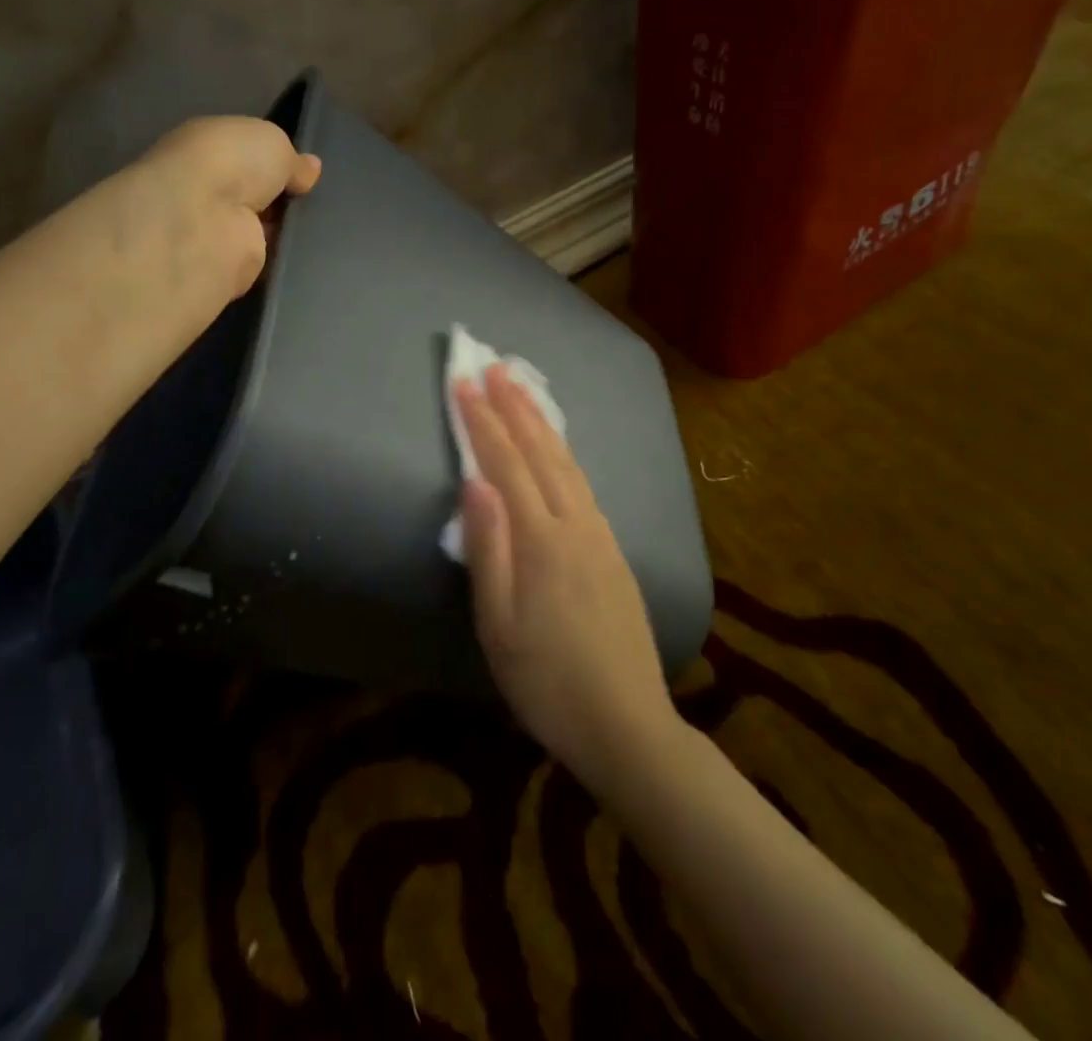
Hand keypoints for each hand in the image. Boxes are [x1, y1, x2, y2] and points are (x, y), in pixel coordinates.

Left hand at [135, 116, 321, 300]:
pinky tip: (310, 252)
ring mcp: (216, 230)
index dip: (275, 161)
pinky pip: (265, 258)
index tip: (306, 172)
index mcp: (206, 147)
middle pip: (255, 192)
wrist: (204, 223)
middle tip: (318, 199)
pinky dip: (284, 256)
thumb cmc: (231, 164)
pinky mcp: (228, 267)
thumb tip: (309, 169)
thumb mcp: (272, 142)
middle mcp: (206, 188)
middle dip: (284, 196)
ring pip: (262, 227)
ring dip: (286, 228)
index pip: (244, 153)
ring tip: (323, 225)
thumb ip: (292, 158)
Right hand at [454, 366, 677, 785]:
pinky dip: (564, 452)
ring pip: (568, 463)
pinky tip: (558, 448)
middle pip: (541, 452)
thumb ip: (488, 548)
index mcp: (542, 540)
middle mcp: (576, 524)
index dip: (482, 420)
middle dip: (515, 405)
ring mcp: (601, 535)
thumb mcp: (498, 625)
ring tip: (523, 390)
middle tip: (495, 366)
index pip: (505, 463)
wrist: (627, 725)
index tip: (463, 382)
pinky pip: (584, 483)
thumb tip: (474, 481)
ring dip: (542, 421)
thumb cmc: (547, 682)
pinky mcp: (614, 550)